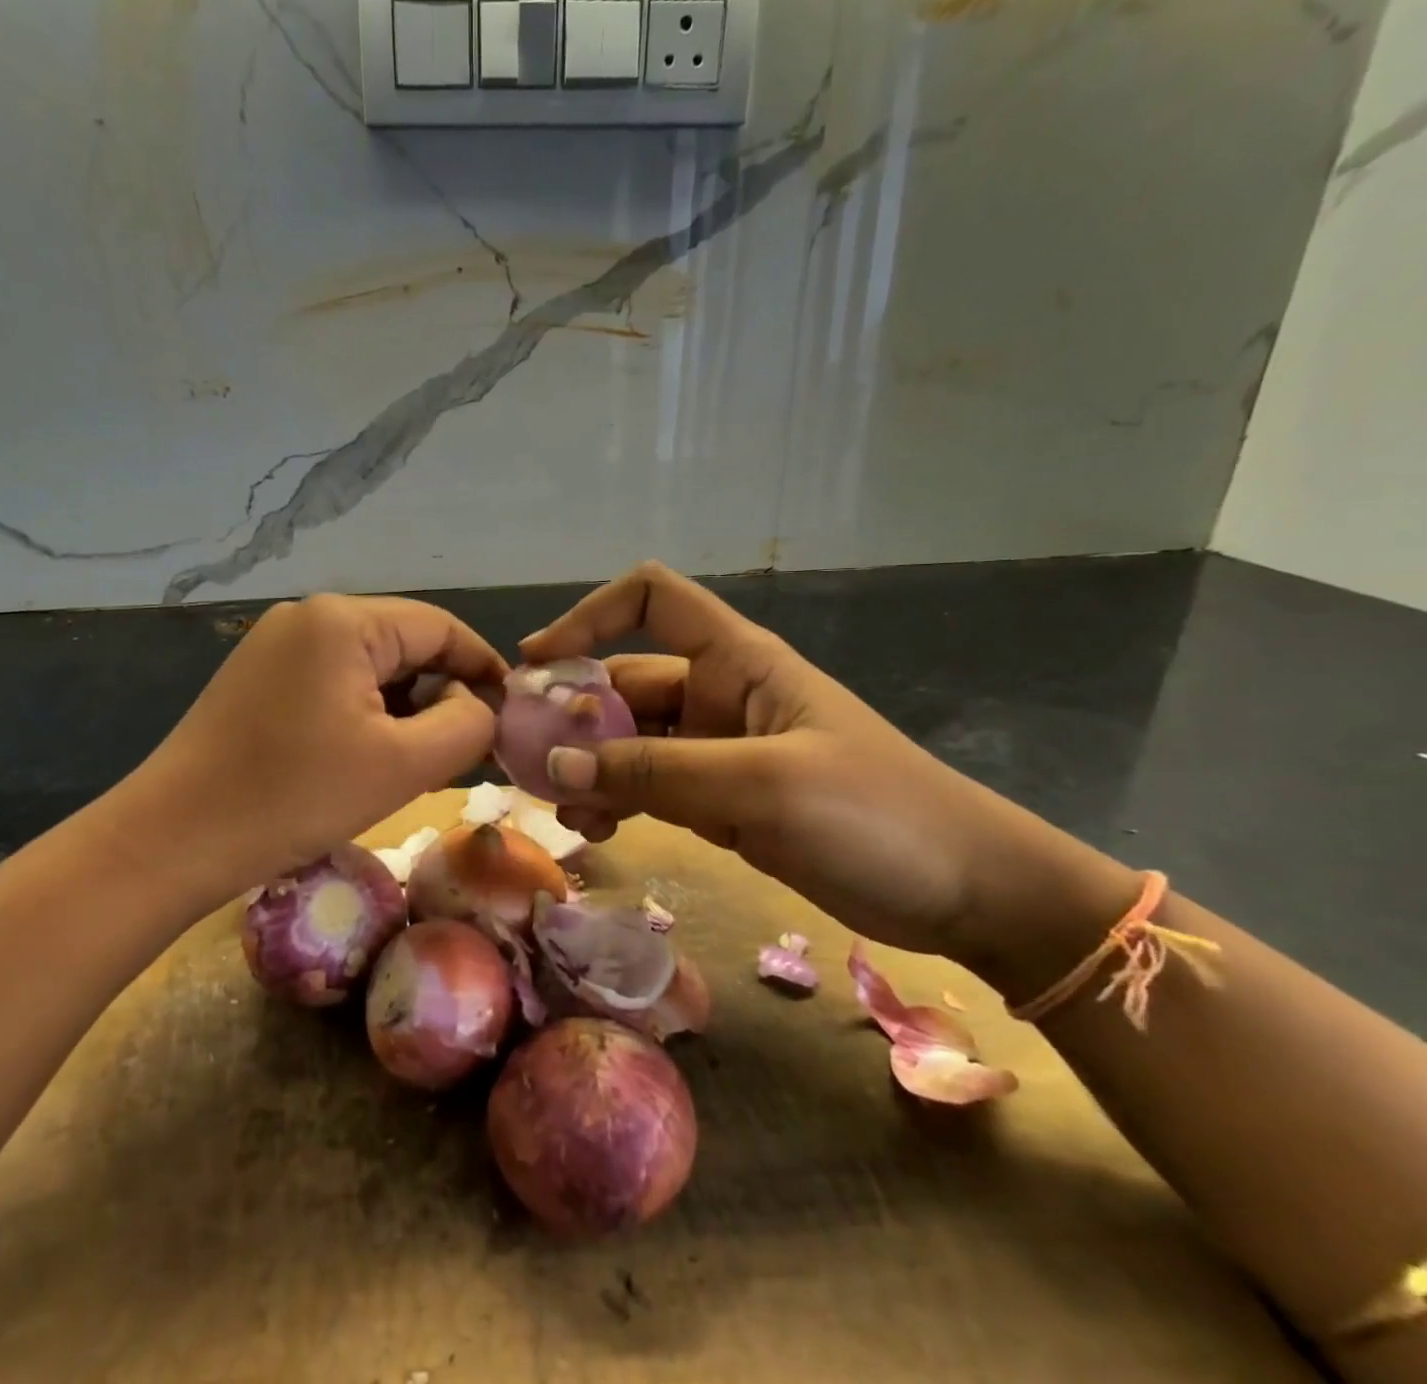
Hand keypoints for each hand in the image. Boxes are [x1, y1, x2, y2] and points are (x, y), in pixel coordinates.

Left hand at [110, 594, 505, 902]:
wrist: (172, 841)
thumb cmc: (295, 797)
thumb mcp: (403, 765)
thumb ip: (466, 725)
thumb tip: (479, 704)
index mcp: (343, 620)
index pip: (440, 627)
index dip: (483, 667)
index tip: (510, 715)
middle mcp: (308, 616)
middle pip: (404, 645)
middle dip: (440, 695)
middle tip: (463, 753)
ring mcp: (276, 646)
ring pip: (369, 668)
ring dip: (403, 711)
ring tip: (417, 764)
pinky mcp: (257, 679)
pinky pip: (333, 684)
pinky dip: (364, 716)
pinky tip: (368, 759)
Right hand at [521, 563, 1133, 965]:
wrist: (966, 891)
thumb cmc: (876, 815)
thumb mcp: (760, 785)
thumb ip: (653, 772)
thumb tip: (554, 766)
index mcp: (736, 660)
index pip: (650, 601)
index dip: (589, 616)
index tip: (539, 662)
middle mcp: (719, 694)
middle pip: (625, 680)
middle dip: (573, 714)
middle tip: (525, 758)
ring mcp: (718, 749)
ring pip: (630, 741)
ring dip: (589, 764)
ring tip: (558, 807)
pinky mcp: (721, 799)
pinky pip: (650, 786)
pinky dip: (617, 800)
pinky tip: (594, 829)